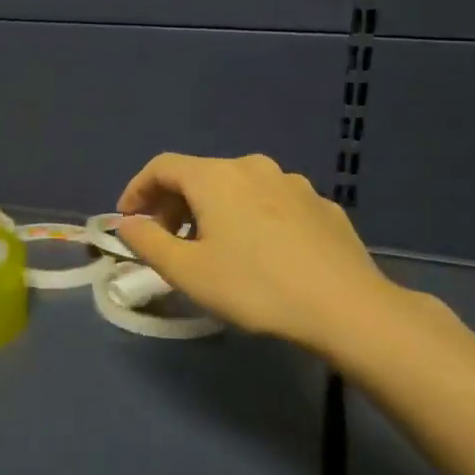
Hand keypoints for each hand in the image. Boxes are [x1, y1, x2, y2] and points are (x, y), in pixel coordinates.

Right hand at [115, 153, 402, 353]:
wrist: (347, 307)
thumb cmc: (254, 286)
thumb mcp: (187, 271)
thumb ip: (147, 242)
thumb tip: (128, 223)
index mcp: (216, 177)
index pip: (162, 167)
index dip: (137, 189)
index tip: (127, 219)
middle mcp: (253, 167)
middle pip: (200, 175)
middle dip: (173, 204)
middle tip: (165, 240)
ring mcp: (293, 183)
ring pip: (237, 188)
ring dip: (212, 210)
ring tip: (211, 248)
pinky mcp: (321, 205)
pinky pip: (271, 203)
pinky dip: (250, 217)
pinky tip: (259, 252)